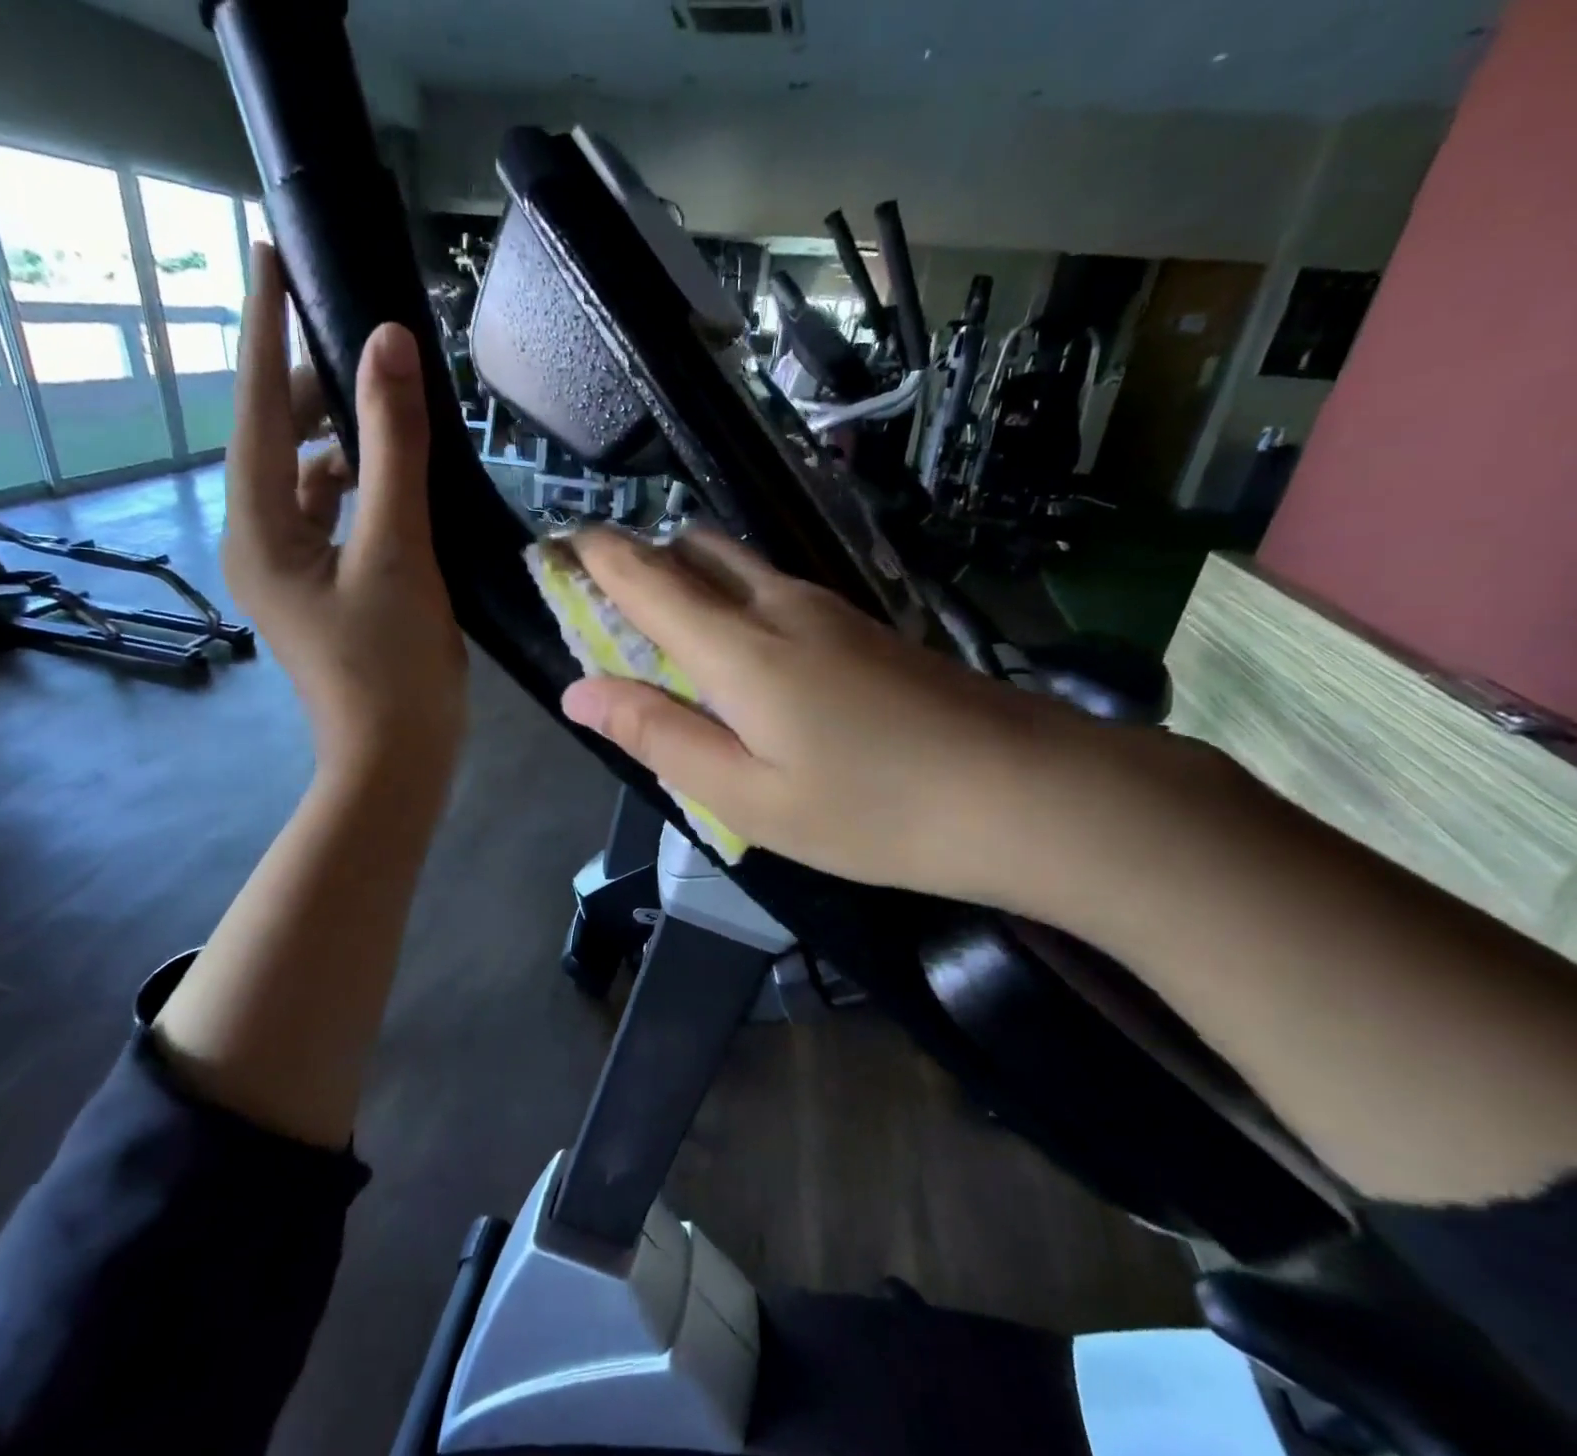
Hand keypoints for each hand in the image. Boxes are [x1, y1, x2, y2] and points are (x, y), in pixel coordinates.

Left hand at [225, 243, 466, 780]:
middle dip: (309, 385)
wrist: (397, 759)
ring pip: (307, 479)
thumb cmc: (391, 666)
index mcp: (260, 529)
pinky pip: (333, 516)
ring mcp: (293, 570)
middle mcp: (262, 542)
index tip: (268, 252)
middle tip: (354, 333)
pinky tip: (392, 476)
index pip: (257, 408)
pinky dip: (359, 486)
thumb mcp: (396, 553)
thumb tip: (387, 347)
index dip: (265, 329)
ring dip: (340, 437)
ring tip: (383, 398)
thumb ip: (393, 451)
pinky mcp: (327, 590)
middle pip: (276, 441)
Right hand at [558, 528, 1126, 911]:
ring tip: (666, 637)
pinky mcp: (863, 625)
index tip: (553, 550)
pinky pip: (774, 592)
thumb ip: (658, 737)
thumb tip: (579, 692)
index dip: (591, 555)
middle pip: (692, 551)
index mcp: (737, 646)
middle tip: (607, 610)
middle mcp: (778, 605)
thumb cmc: (871, 810)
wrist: (1025, 792)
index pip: (643, 575)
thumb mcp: (746, 797)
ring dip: (689, 582)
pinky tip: (742, 658)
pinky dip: (733, 604)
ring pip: (737, 566)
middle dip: (639, 562)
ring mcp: (829, 608)